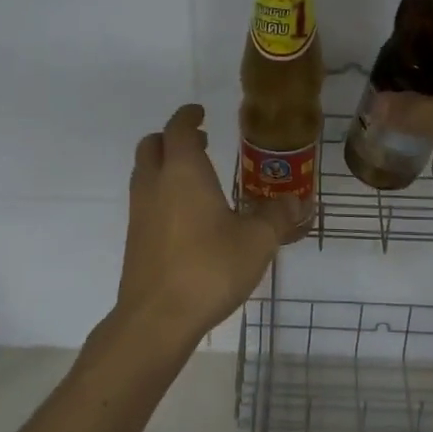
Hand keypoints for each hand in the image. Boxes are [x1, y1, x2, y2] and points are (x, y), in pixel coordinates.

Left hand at [111, 104, 299, 349]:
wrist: (157, 318)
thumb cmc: (209, 268)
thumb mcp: (257, 241)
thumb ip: (278, 216)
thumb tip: (298, 201)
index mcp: (183, 172)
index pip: (179, 129)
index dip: (189, 116)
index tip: (201, 113)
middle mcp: (155, 184)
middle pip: (152, 145)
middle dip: (173, 138)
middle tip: (201, 143)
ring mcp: (139, 212)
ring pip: (145, 173)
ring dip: (165, 166)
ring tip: (196, 179)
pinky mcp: (135, 239)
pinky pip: (145, 201)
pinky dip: (161, 194)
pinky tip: (187, 217)